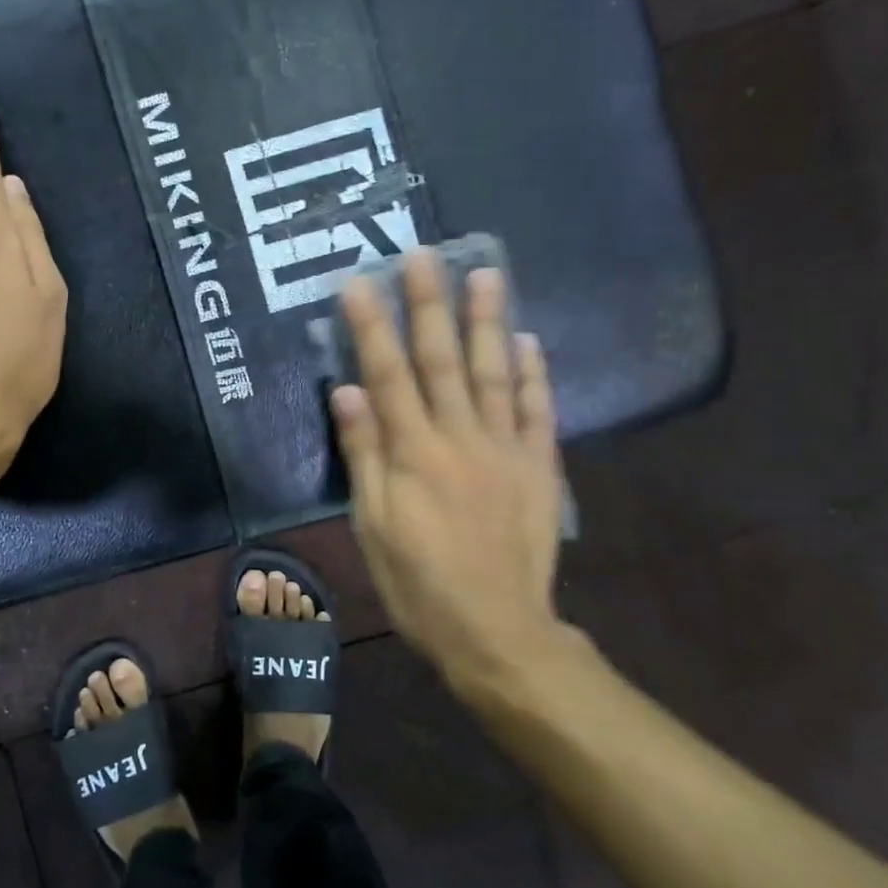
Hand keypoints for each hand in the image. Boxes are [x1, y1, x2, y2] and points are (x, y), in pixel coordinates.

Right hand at [330, 250, 581, 707]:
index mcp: (414, 453)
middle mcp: (460, 439)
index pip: (388, 374)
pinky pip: (538, 412)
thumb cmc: (420, 584)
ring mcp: (505, 450)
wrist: (499, 633)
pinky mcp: (538, 468)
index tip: (358, 282)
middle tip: (424, 254)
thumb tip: (349, 391)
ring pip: (495, 373)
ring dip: (487, 321)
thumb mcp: (373, 528)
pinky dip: (535, 374)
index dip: (371, 326)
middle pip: (442, 360)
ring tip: (485, 274)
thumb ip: (364, 456)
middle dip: (430, 304)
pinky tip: (529, 340)